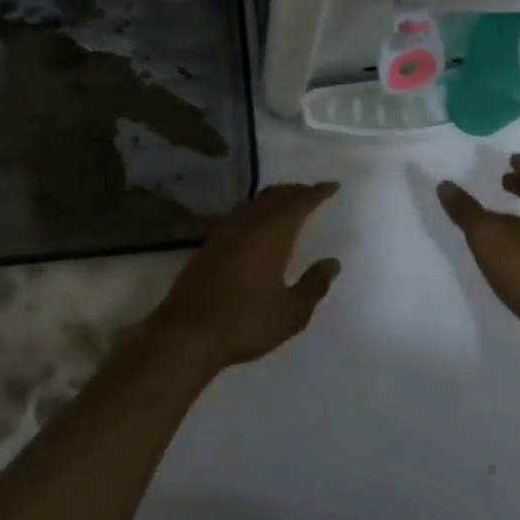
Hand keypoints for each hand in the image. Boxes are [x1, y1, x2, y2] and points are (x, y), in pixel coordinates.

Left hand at [146, 182, 341, 376]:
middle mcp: (249, 223)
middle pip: (276, 196)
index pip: (299, 202)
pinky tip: (257, 226)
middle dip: (296, 192)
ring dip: (275, 199)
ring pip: (256, 203)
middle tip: (312, 193)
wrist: (186, 333)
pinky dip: (256, 211)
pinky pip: (240, 214)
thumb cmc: (245, 321)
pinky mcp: (209, 244)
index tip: (332, 186)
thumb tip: (331, 263)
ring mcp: (225, 231)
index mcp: (273, 232)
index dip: (317, 192)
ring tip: (288, 205)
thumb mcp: (291, 312)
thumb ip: (314, 285)